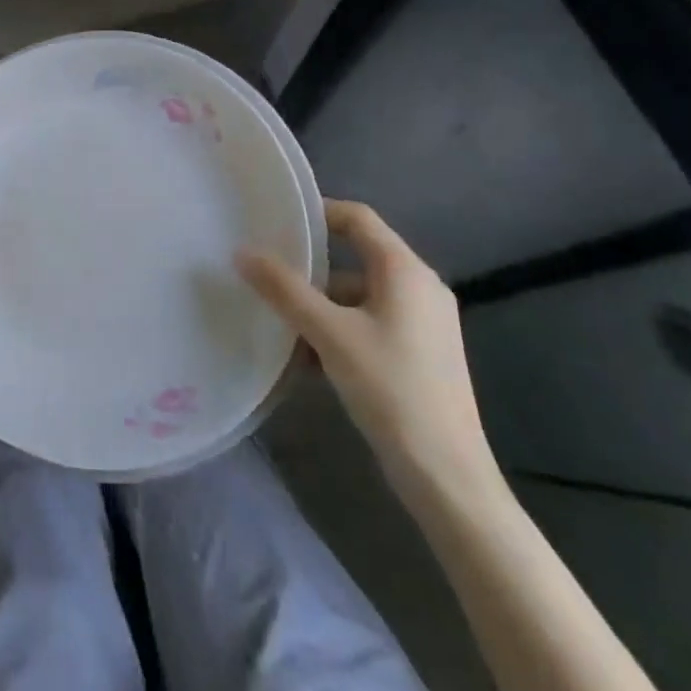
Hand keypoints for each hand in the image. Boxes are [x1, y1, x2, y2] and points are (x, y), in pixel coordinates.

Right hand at [239, 199, 499, 510]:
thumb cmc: (391, 390)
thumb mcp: (329, 335)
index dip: (318, 213)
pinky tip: (309, 361)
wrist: (447, 477)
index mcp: (405, 271)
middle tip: (269, 276)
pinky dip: (341, 332)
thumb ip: (285, 291)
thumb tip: (242, 253)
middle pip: (357, 259)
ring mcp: (425, 324)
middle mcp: (421, 288)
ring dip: (322, 308)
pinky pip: (372, 326)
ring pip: (361, 298)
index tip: (277, 223)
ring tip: (281, 326)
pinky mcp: (423, 355)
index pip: (358, 218)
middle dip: (312, 270)